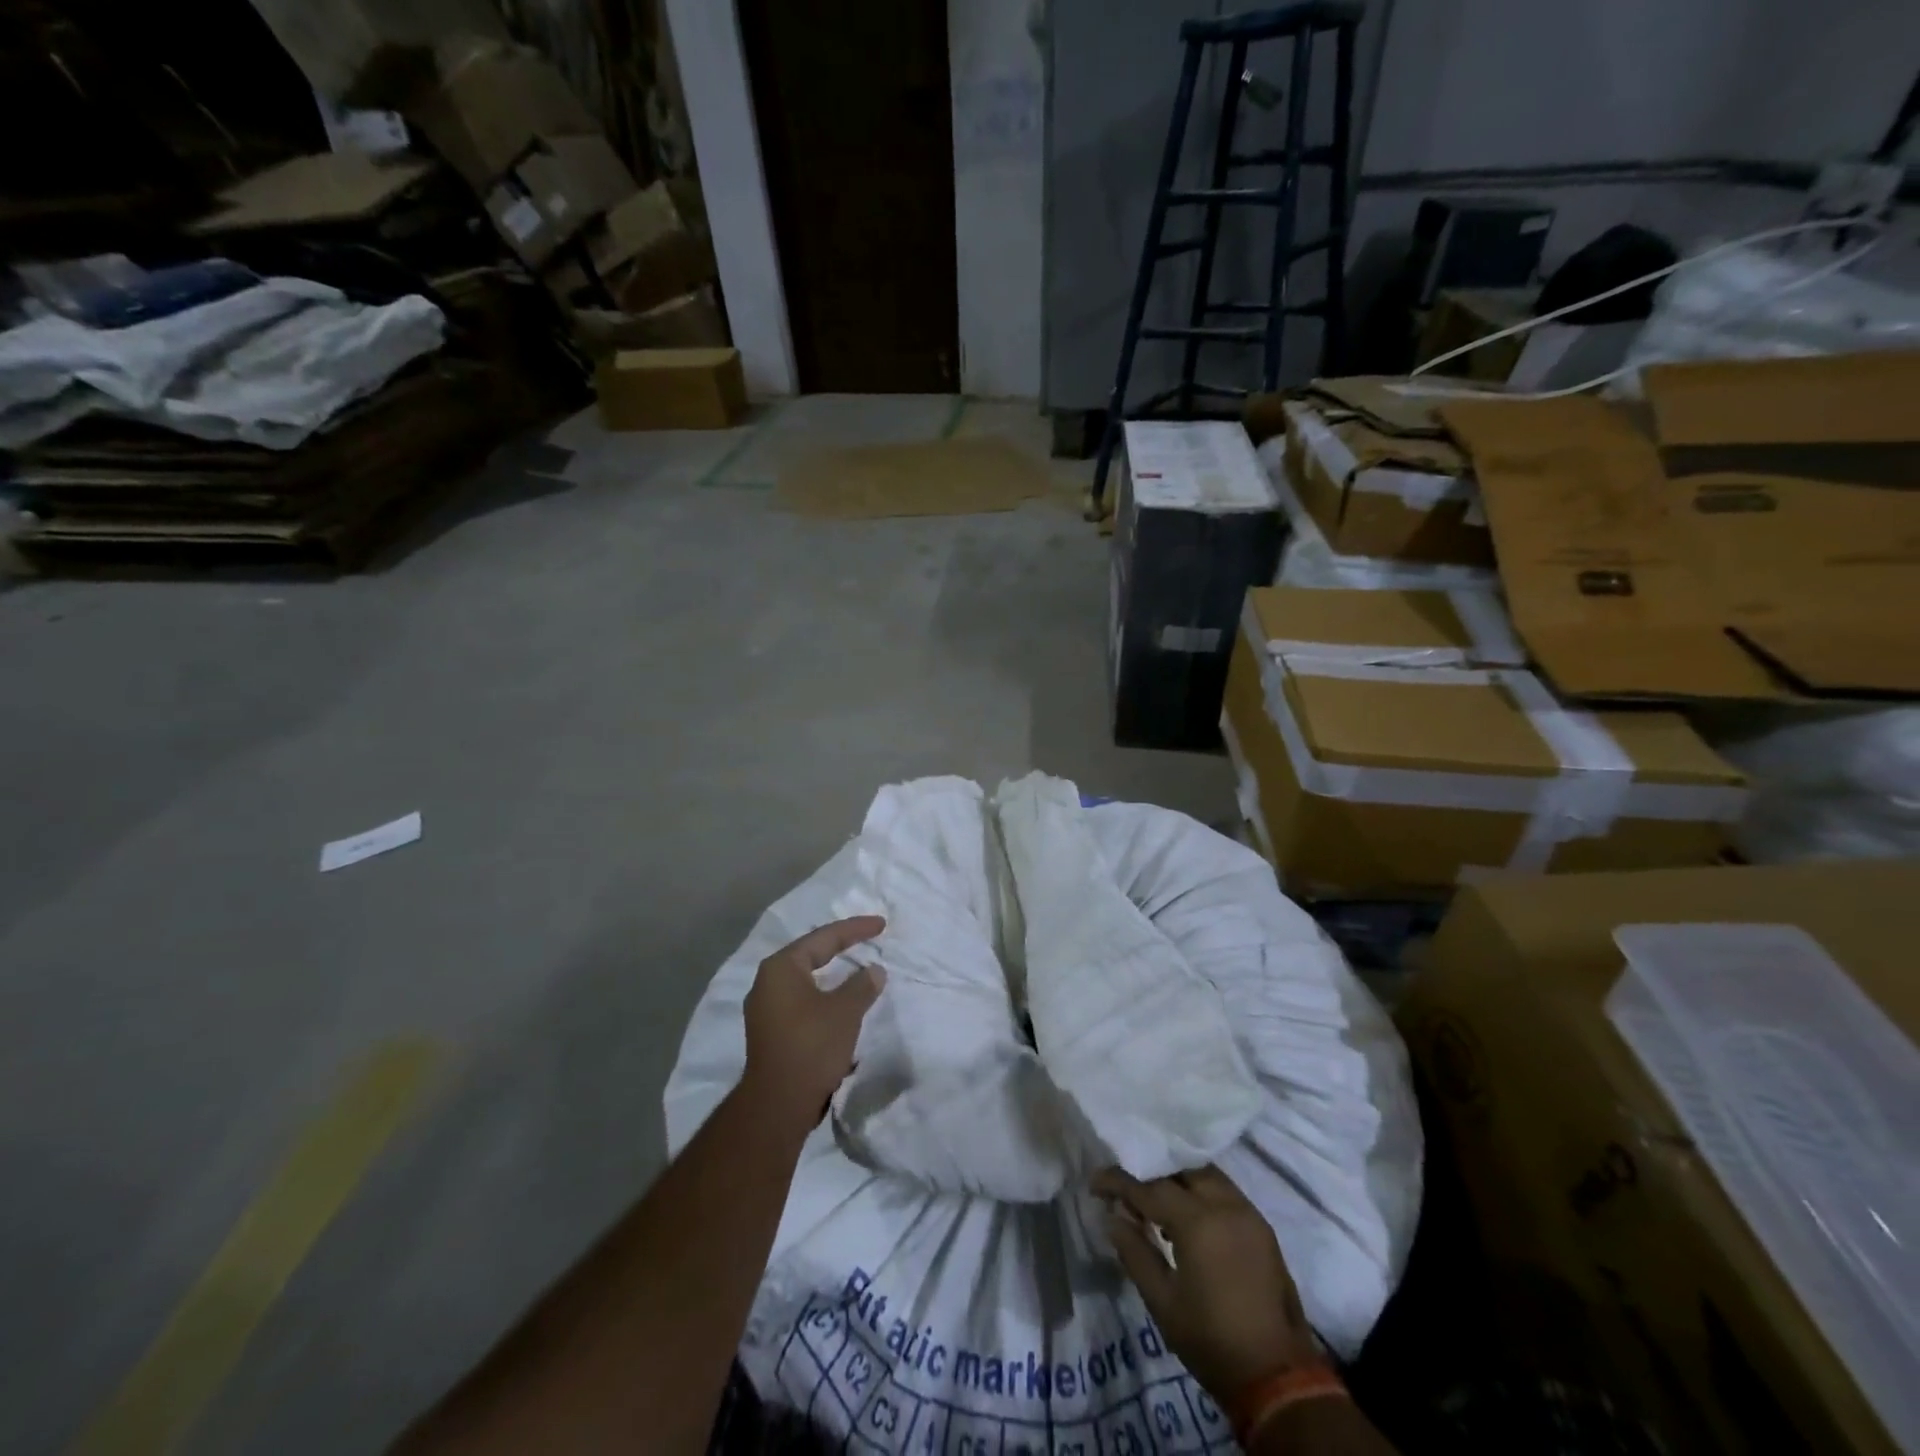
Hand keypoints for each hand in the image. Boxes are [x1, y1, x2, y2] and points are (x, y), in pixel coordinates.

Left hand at [739, 916, 886, 1132]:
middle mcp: (767, 982)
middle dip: (841, 946)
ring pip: (805, 979)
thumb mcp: (846, 1011)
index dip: (856, 929)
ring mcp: (765, 1008)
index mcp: (782, 967)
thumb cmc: (812, 1046)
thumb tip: (874, 971)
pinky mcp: (770, 1032)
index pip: (824, 937)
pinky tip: (839, 1001)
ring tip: (856, 968)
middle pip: (811, 954)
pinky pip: (801, 1000)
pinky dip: (823, 995)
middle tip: (868, 938)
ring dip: (832, 973)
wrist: (778, 1104)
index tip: (881, 924)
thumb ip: (862, 985)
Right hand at [1094, 1165, 1320, 1403]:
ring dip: (1179, 1180)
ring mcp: (1248, 1213)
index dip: (1119, 1182)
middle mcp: (1225, 1204)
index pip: (1149, 1188)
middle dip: (1153, 1172)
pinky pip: (1225, 1192)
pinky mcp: (1262, 1227)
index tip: (1096, 1183)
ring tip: (1158, 1201)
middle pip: (1181, 1169)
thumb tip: (1113, 1218)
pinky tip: (1189, 1216)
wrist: (1279, 1379)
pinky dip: (1202, 1192)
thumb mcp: (1163, 1302)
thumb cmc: (1212, 1341)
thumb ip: (1135, 1252)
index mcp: (1198, 1221)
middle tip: (1129, 1188)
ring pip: (1206, 1175)